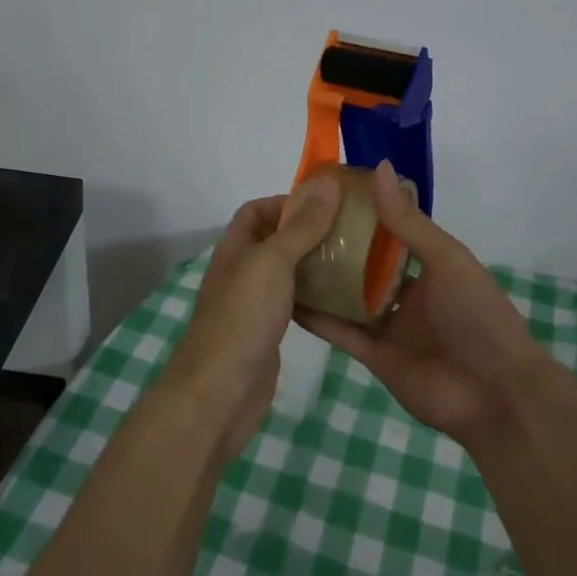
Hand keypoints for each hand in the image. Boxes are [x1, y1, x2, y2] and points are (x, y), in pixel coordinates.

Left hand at [161, 174, 342, 460]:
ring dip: (317, 263)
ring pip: (288, 273)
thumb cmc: (242, 318)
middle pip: (276, 240)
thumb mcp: (272, 262)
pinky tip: (344, 298)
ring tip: (357, 259)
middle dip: (310, 231)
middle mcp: (242, 272)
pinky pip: (295, 303)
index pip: (257, 210)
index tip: (328, 204)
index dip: (287, 201)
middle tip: (352, 230)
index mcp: (235, 249)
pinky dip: (316, 296)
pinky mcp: (268, 333)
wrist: (220, 394)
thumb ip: (301, 225)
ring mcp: (254, 305)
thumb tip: (328, 182)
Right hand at [294, 161, 550, 447]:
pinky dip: (317, 318)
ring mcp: (389, 325)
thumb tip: (379, 167)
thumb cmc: (478, 315)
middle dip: (335, 246)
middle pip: (364, 264)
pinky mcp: (374, 357)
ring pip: (348, 297)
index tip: (324, 192)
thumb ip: (408, 221)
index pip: (389, 230)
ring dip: (321, 280)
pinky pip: (341, 333)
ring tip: (282, 256)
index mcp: (429, 264)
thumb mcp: (445, 259)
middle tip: (293, 223)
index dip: (361, 212)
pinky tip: (287, 300)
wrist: (495, 394)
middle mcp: (407, 292)